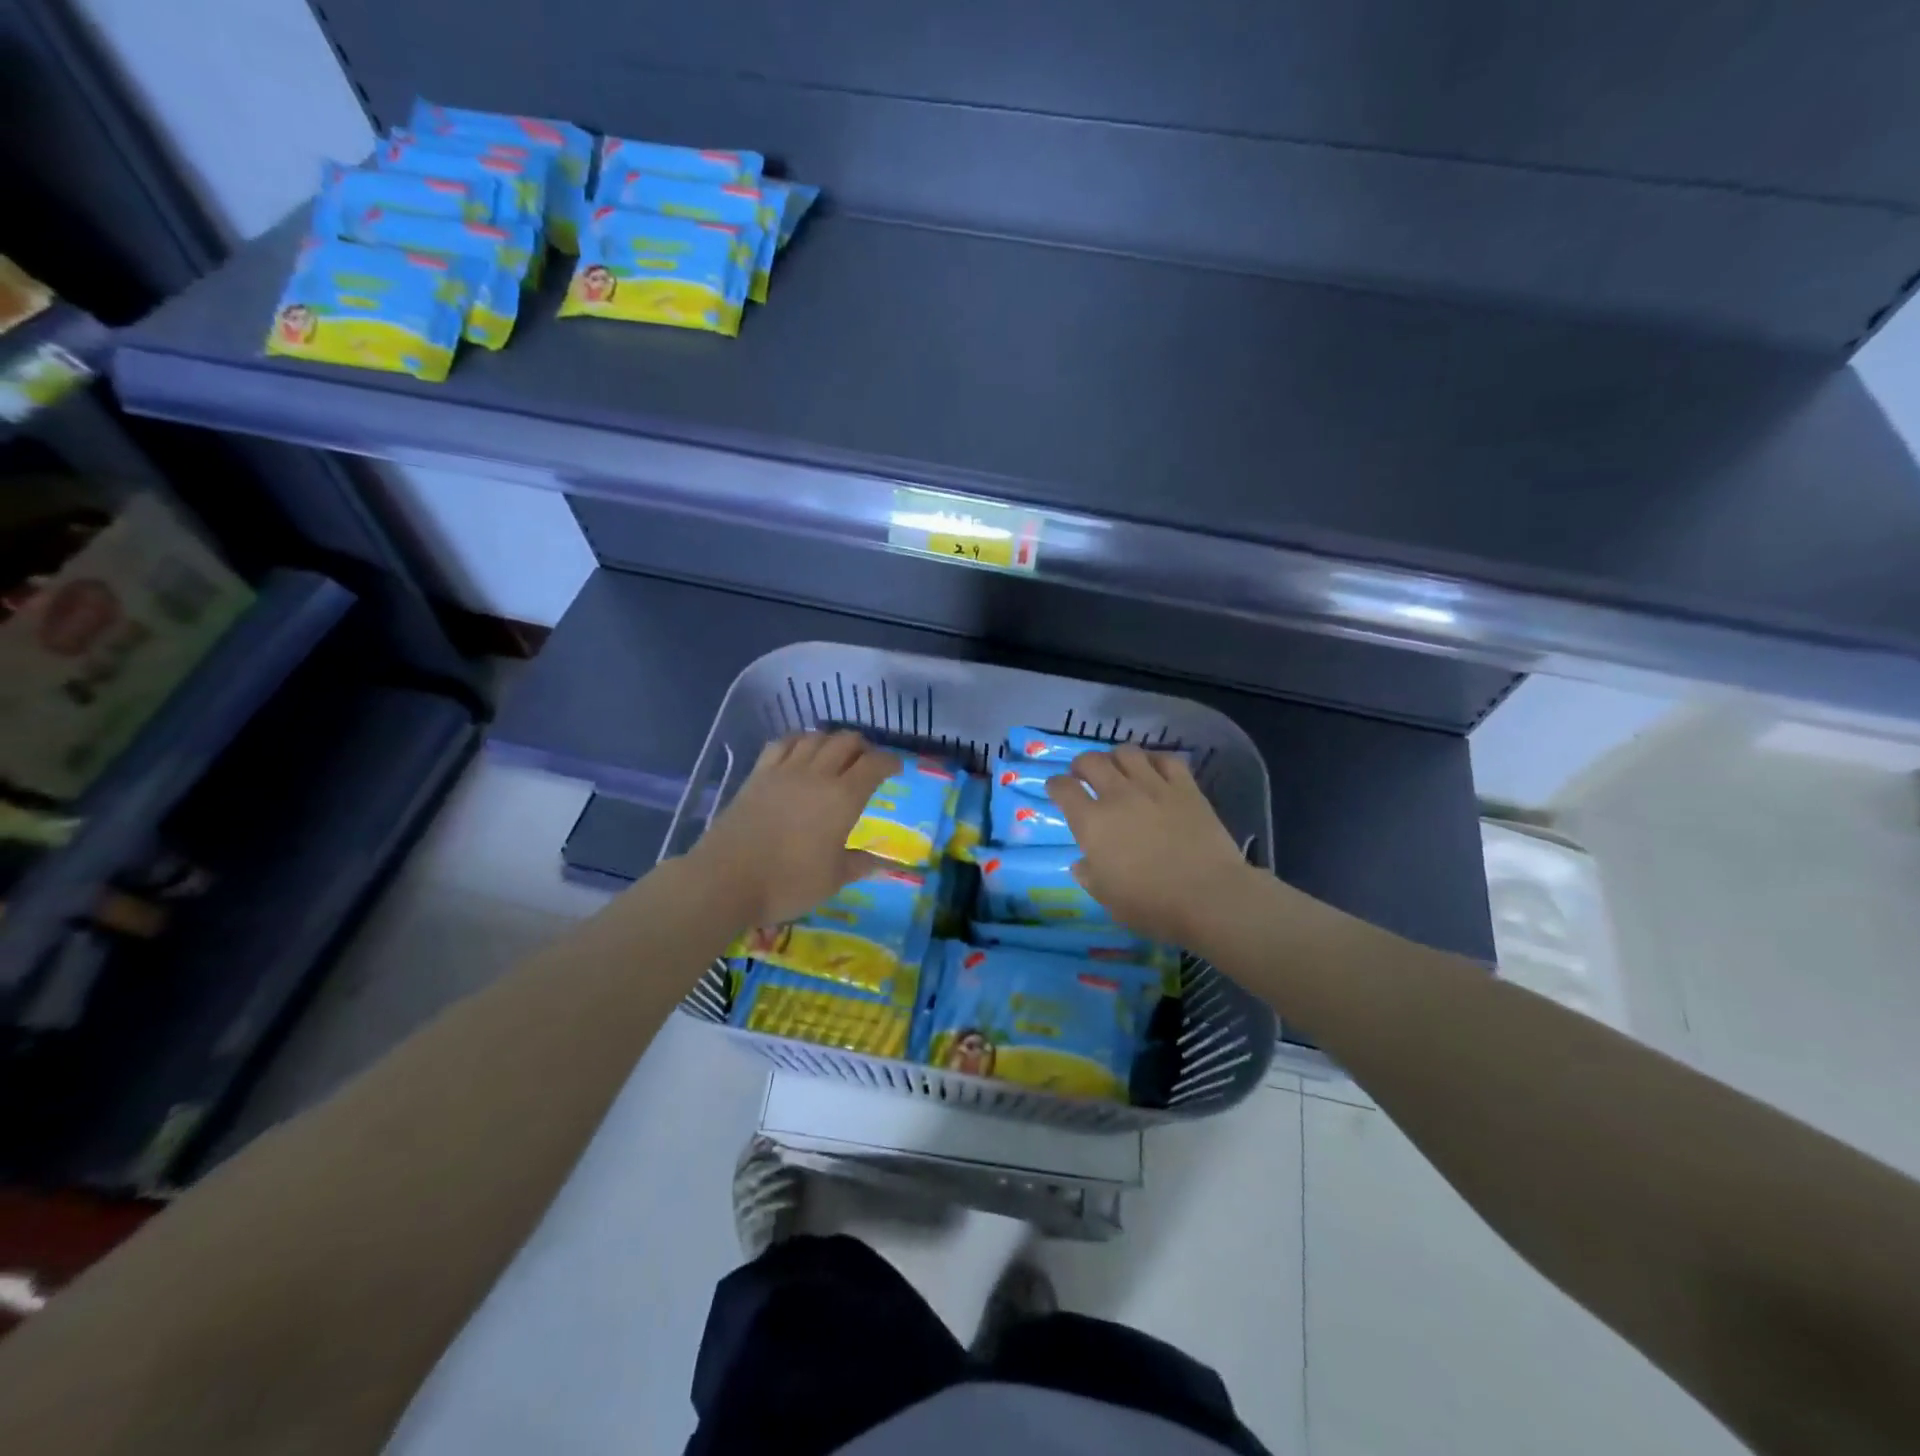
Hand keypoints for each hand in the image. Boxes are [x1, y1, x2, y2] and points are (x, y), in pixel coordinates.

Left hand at [689, 731, 900, 929]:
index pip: (874, 766)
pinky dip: (798, 741)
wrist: (725, 879)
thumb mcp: (832, 880)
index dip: (890, 763)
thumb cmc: (787, 883)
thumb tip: (882, 863)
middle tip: (868, 761)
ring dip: (832, 740)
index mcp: (843, 799)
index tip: (897, 769)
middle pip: (846, 742)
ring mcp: (784, 771)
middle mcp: (817, 776)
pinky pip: (782, 744)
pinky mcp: (757, 775)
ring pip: (815, 738)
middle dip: (863, 747)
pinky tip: (800, 751)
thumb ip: (859, 865)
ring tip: (836, 753)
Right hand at [1045, 745, 1257, 946]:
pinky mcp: (1186, 788)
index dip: (1055, 785)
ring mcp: (1154, 787)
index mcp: (1092, 822)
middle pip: (1091, 761)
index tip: (1056, 789)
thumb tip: (1082, 863)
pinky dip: (1155, 761)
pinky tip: (1155, 771)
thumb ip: (1089, 876)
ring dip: (1116, 757)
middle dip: (1082, 764)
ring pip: (1127, 752)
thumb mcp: (1107, 898)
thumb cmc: (1151, 905)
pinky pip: (1166, 759)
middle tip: (1083, 775)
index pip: (1063, 788)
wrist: (1209, 897)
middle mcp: (1118, 795)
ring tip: (1119, 769)